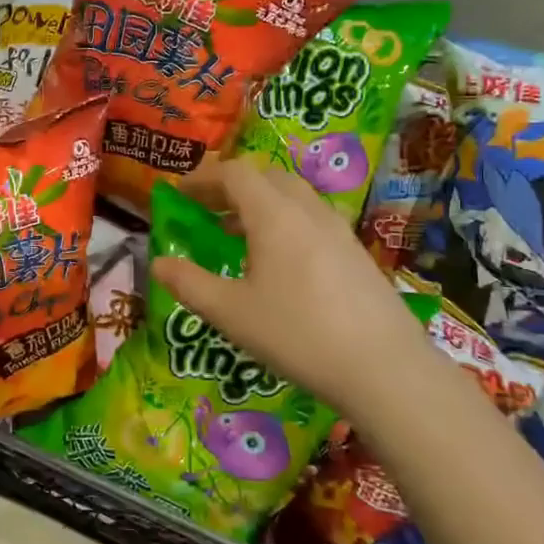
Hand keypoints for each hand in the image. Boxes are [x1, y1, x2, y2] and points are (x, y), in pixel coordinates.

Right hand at [148, 159, 440, 418]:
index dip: (203, 178)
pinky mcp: (357, 254)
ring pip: (293, 197)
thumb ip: (189, 283)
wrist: (386, 370)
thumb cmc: (297, 334)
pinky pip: (312, 220)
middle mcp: (308, 211)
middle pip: (266, 177)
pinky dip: (285, 223)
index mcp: (274, 215)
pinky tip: (279, 264)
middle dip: (232, 186)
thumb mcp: (230, 313)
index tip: (180, 193)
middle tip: (207, 210)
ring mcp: (339, 231)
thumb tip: (157, 262)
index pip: (235, 173)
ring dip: (260, 204)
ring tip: (237, 236)